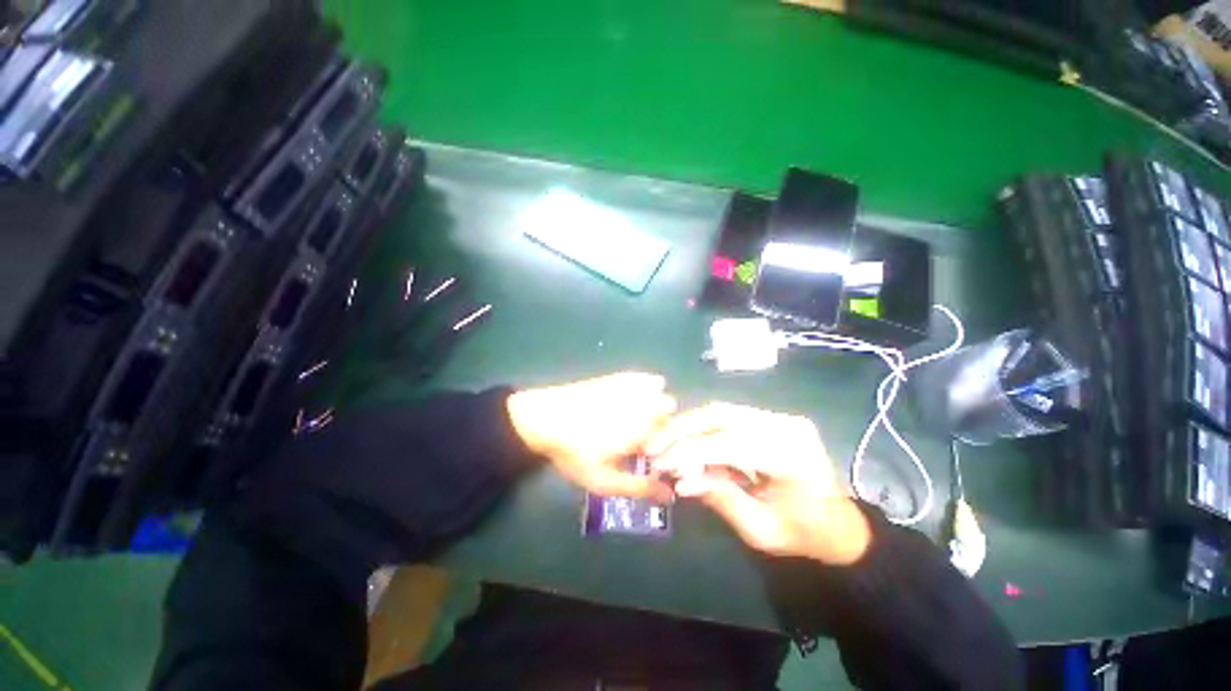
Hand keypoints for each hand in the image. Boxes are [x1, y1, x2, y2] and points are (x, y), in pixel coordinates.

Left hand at [507, 372, 675, 501]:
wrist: (544, 419)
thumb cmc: (575, 452)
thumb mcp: (605, 480)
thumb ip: (640, 487)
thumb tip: (672, 496)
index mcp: (644, 429)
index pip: (674, 433)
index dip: (668, 444)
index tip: (652, 454)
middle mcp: (643, 403)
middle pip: (669, 408)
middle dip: (662, 421)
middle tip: (642, 437)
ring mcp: (630, 387)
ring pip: (660, 391)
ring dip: (655, 403)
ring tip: (634, 419)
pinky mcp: (617, 376)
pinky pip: (643, 378)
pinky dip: (645, 386)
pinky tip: (631, 397)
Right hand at [646, 402, 870, 564]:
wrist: (841, 523)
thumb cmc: (805, 535)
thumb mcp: (760, 529)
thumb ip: (720, 498)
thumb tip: (680, 480)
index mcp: (791, 456)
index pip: (727, 443)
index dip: (688, 451)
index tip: (658, 463)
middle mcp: (785, 425)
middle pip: (721, 415)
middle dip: (681, 429)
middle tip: (653, 445)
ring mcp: (780, 417)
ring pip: (721, 410)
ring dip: (688, 424)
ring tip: (663, 440)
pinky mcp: (773, 417)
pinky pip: (729, 416)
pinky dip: (702, 425)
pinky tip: (685, 437)